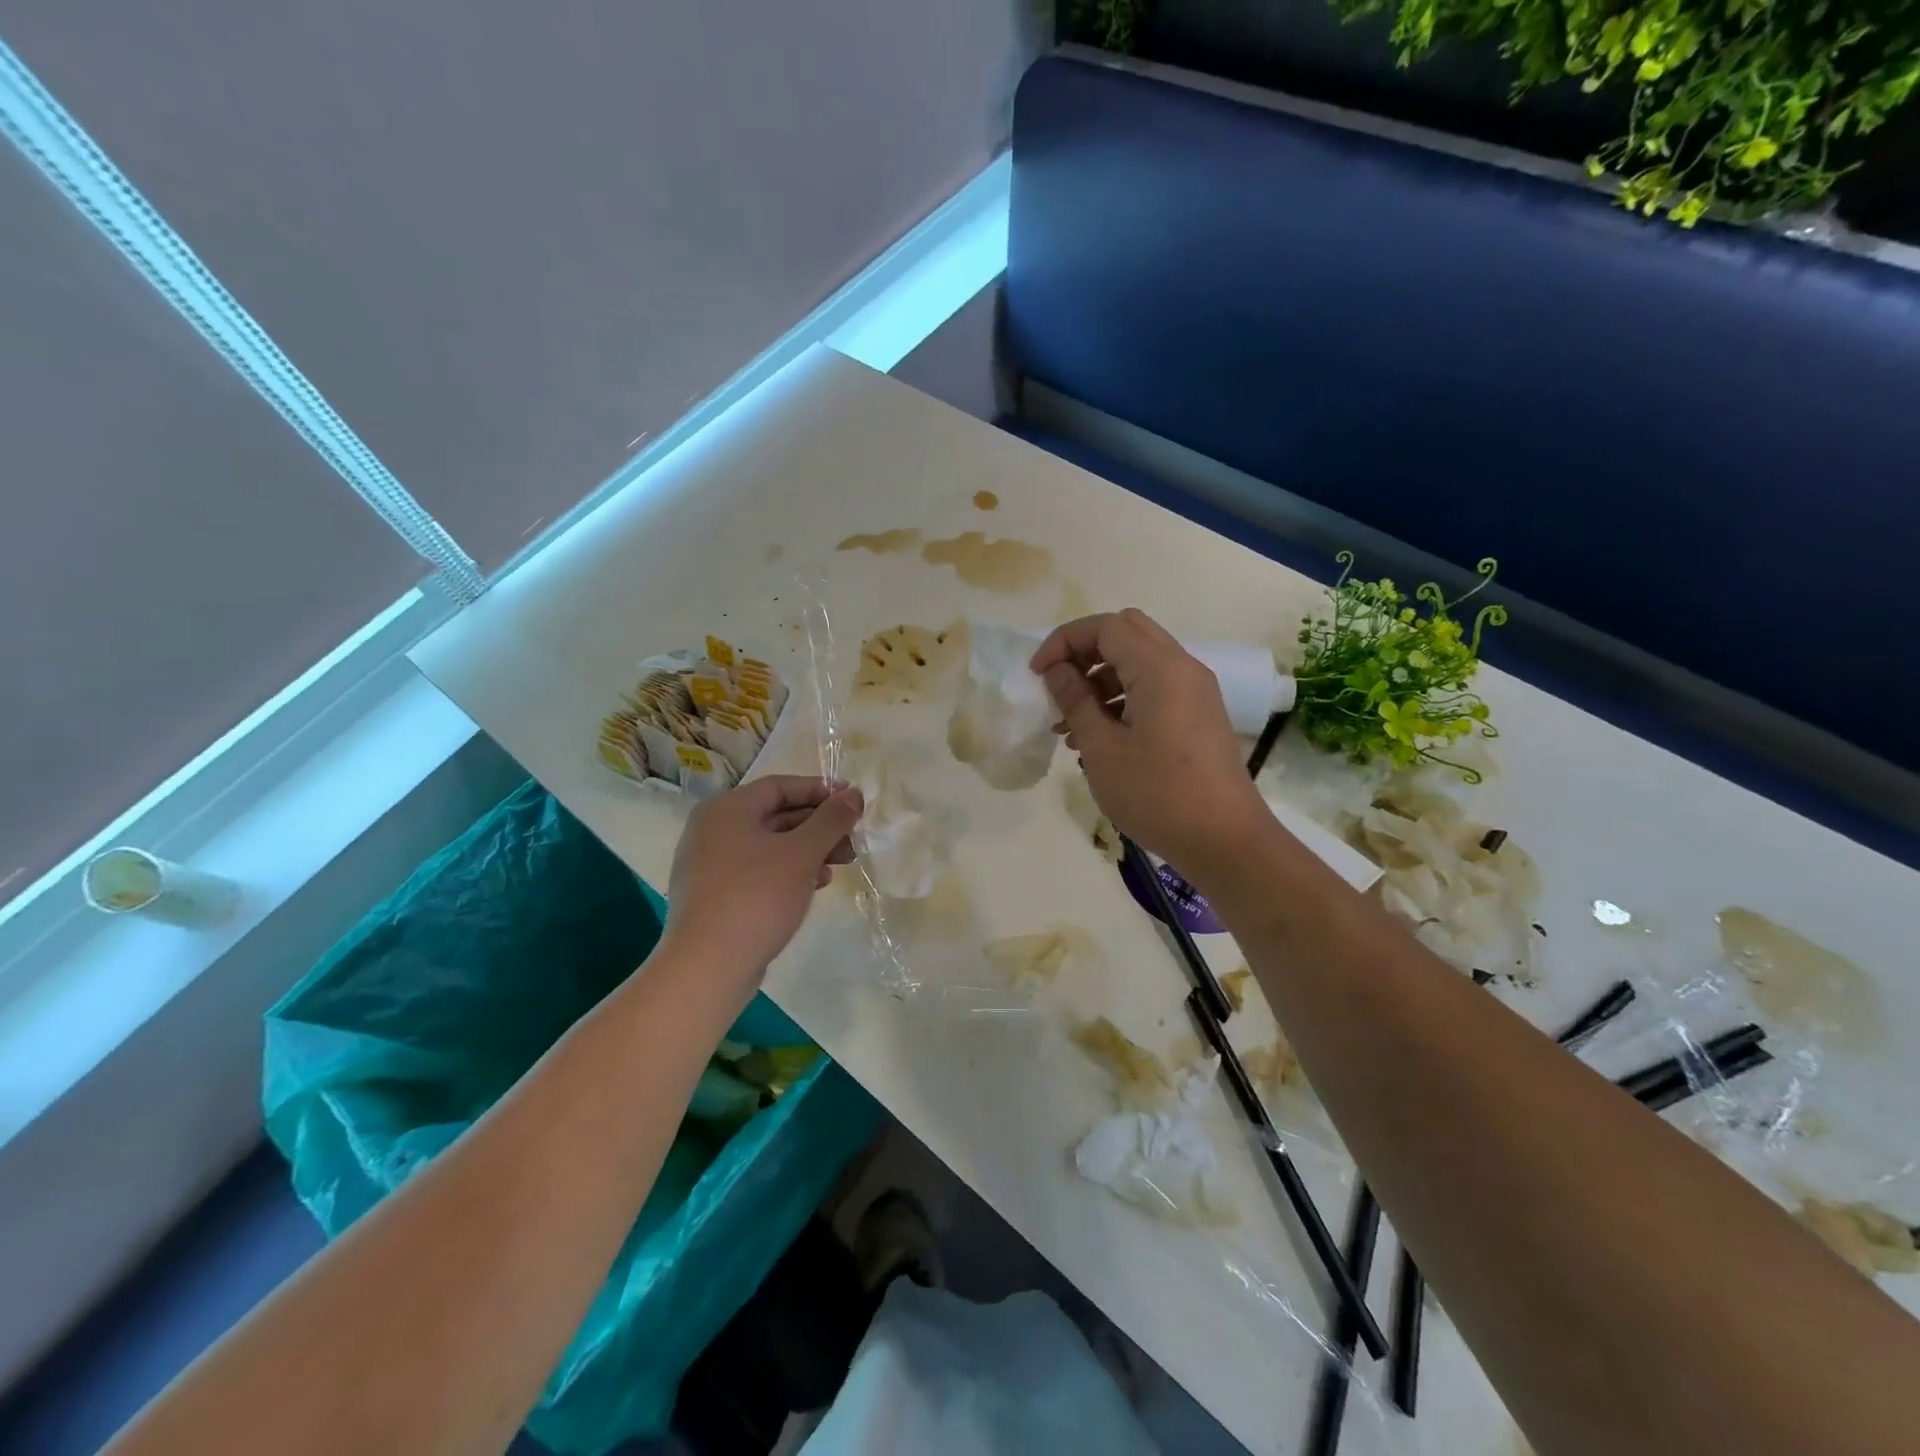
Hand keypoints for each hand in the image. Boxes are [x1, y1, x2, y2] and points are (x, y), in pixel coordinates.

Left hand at [663, 776, 862, 992]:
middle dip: (818, 826)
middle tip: (852, 841)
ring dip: (808, 850)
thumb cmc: (756, 897)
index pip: (780, 786)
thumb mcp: (802, 853)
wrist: (707, 967)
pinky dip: (788, 872)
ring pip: (769, 845)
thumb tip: (854, 794)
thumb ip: (831, 820)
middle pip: (775, 815)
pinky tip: (814, 886)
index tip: (853, 803)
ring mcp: (709, 864)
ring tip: (840, 866)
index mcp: (726, 809)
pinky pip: (757, 870)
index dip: (820, 791)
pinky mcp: (713, 895)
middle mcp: (712, 830)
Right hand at [1032, 609, 1269, 883]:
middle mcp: (1182, 667)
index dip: (1064, 642)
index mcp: (1160, 668)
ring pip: (1139, 661)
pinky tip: (1098, 738)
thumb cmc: (1157, 794)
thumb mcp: (1102, 749)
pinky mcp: (1199, 714)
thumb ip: (1075, 701)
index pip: (1105, 627)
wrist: (1225, 840)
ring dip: (1100, 679)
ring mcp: (1195, 691)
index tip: (1037, 674)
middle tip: (1057, 685)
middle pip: (1126, 633)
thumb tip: (1056, 671)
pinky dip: (1122, 698)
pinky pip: (1154, 687)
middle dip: (1084, 652)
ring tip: (1069, 724)